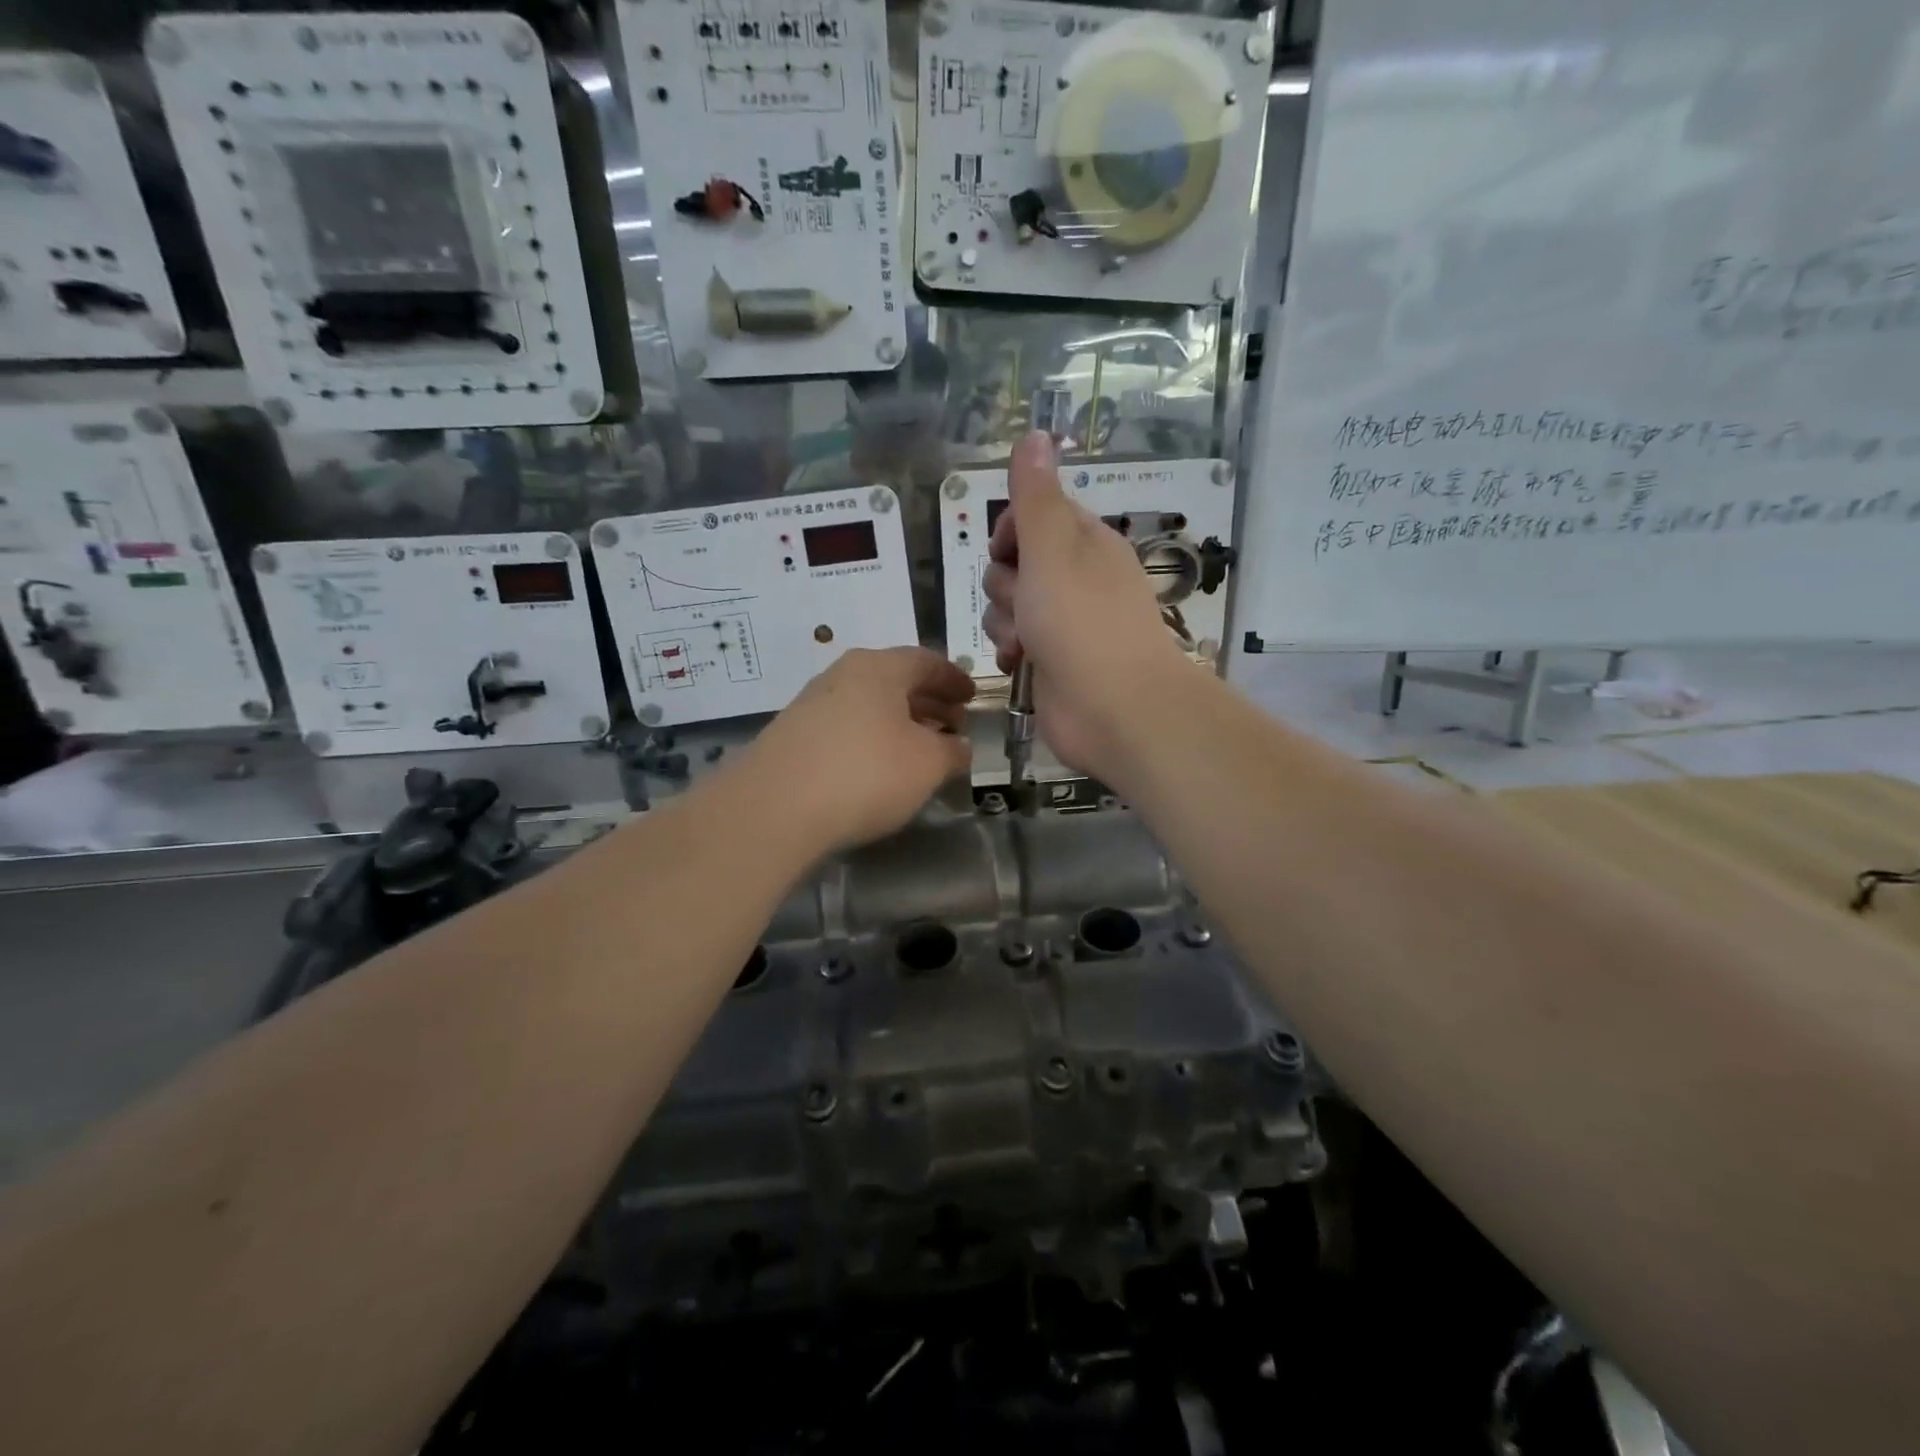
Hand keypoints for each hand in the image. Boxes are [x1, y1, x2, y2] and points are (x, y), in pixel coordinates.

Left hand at [743, 646, 974, 852]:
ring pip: (868, 705)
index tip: (972, 698)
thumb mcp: (928, 764)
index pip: (926, 661)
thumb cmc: (866, 773)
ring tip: (921, 750)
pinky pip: (845, 728)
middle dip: (929, 702)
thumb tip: (958, 746)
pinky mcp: (792, 737)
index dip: (954, 679)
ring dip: (900, 723)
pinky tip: (879, 769)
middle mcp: (842, 675)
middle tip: (953, 726)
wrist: (774, 809)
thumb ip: (952, 751)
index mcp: (879, 667)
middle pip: (895, 681)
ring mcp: (811, 704)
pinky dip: (871, 739)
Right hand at [982, 431, 1194, 781]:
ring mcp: (1065, 624)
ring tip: (1024, 642)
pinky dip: (1012, 653)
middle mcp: (1077, 579)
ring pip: (1009, 607)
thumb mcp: (1053, 547)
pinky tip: (1018, 665)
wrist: (1114, 709)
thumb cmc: (1081, 621)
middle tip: (1025, 603)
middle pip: (1014, 564)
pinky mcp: (1053, 663)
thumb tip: (1035, 434)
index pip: (1035, 516)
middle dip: (1006, 585)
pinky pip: (1015, 644)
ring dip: (1005, 622)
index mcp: (1085, 543)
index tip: (1008, 550)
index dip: (1012, 531)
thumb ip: (1035, 496)